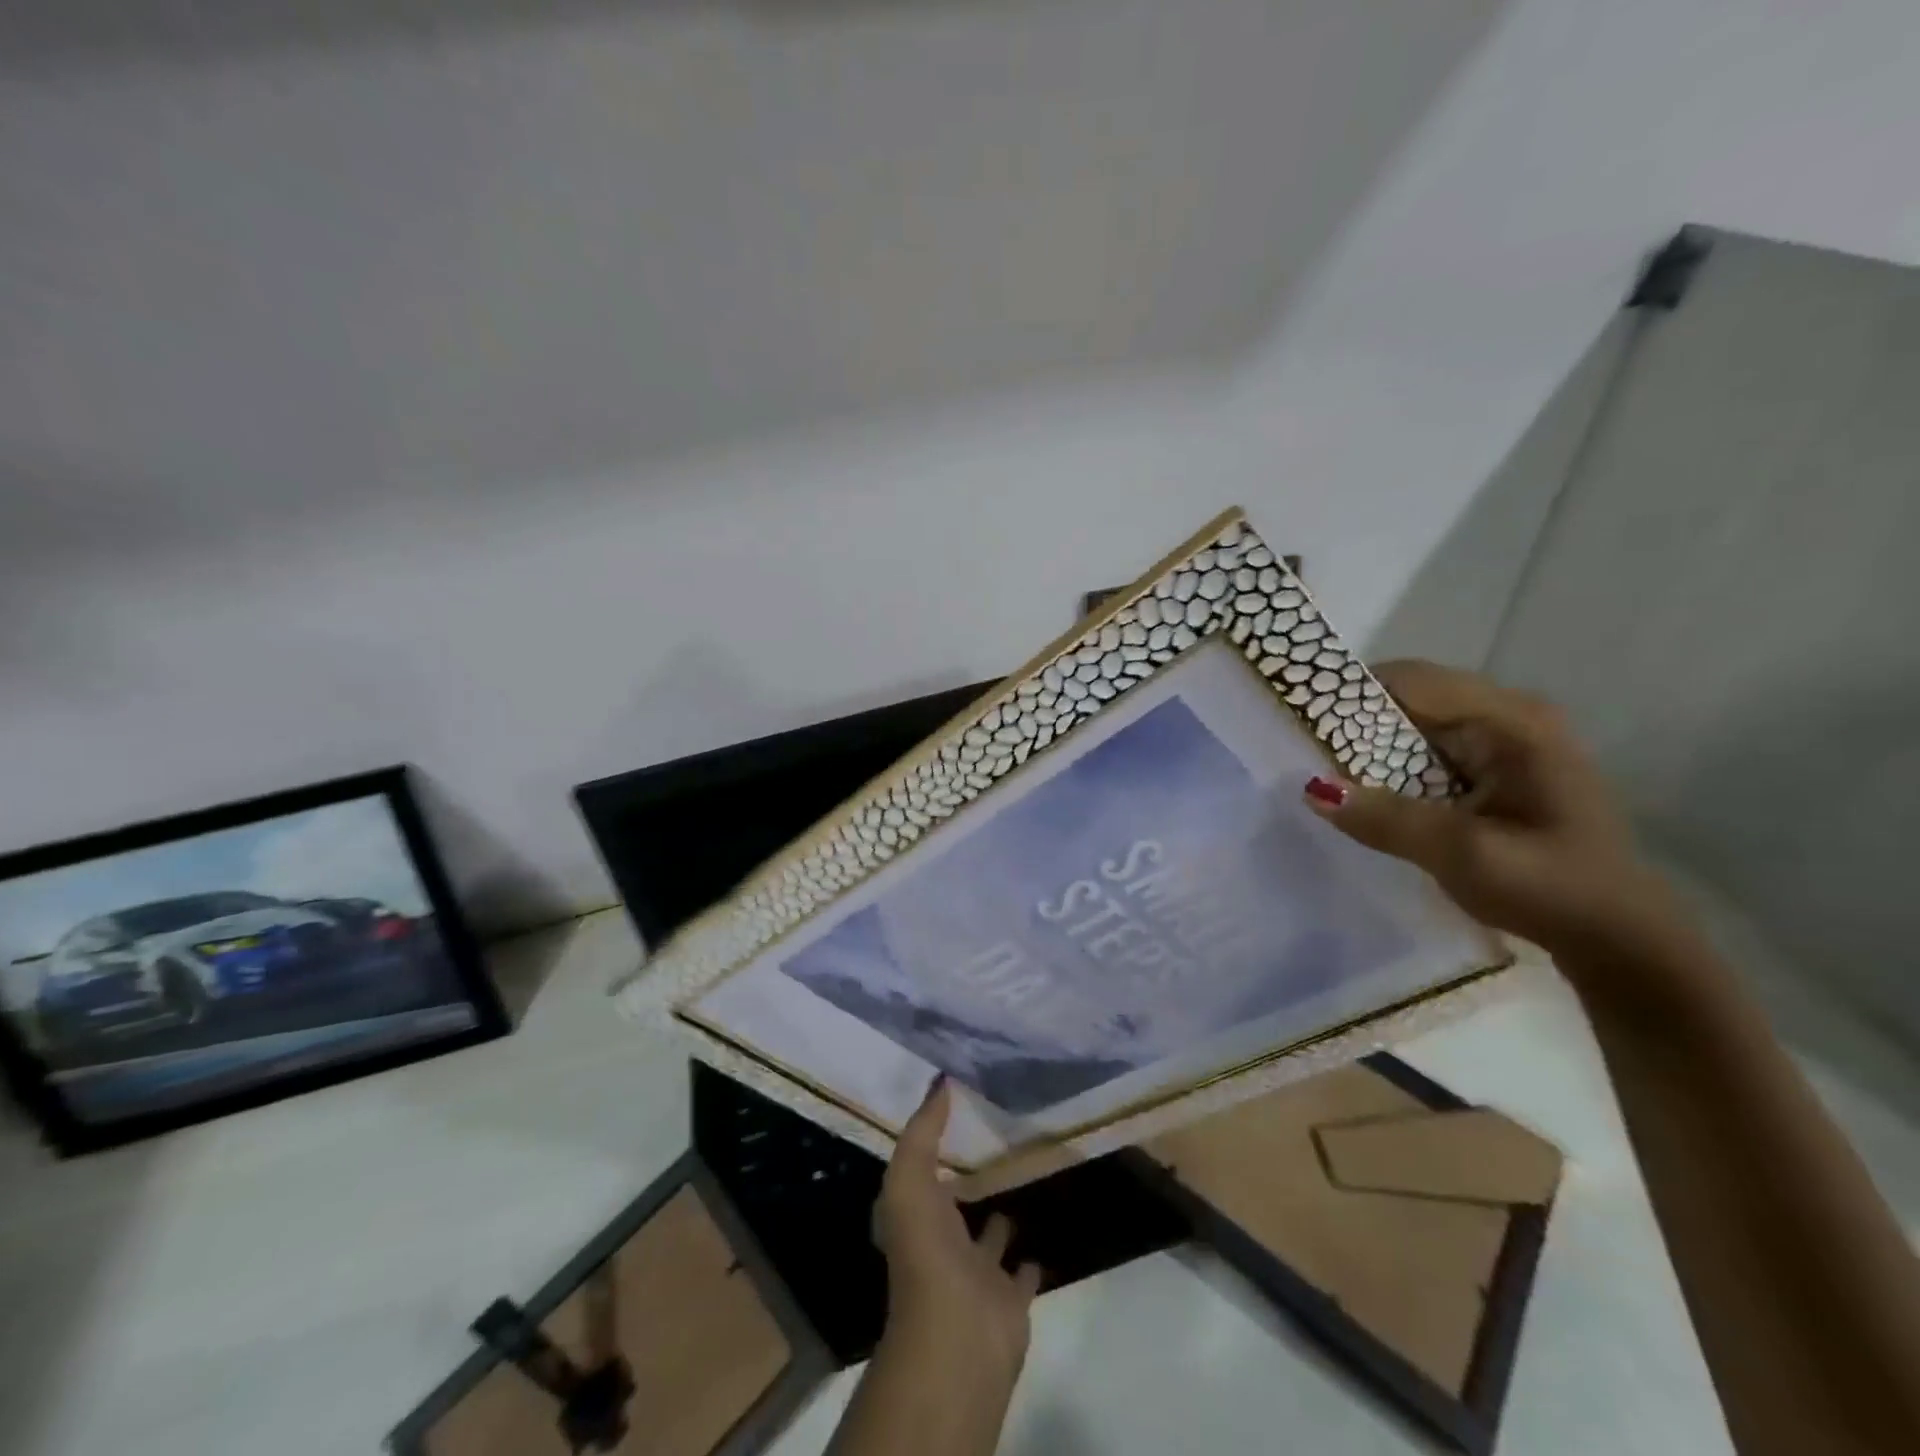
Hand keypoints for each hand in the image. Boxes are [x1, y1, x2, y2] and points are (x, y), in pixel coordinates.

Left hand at [872, 1077, 1041, 1381]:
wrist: (958, 1337)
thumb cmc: (926, 1252)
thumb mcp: (910, 1179)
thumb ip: (923, 1131)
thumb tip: (940, 1081)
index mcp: (915, 1214)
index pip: (922, 1170)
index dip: (932, 1142)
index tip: (956, 1109)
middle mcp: (942, 1241)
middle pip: (955, 1203)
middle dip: (968, 1179)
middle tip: (996, 1141)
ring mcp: (977, 1272)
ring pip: (990, 1236)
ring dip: (999, 1217)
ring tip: (1021, 1179)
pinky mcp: (1010, 1298)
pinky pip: (1022, 1271)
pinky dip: (1030, 1258)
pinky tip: (1044, 1236)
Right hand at [1303, 660, 1684, 960]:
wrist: (1616, 937)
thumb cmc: (1551, 889)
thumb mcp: (1465, 856)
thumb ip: (1390, 819)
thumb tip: (1314, 790)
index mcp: (1512, 722)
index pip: (1412, 681)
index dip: (1351, 692)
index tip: (1296, 713)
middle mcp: (1507, 717)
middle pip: (1410, 696)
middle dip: (1352, 718)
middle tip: (1296, 744)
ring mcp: (1501, 742)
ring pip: (1413, 724)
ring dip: (1366, 743)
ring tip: (1315, 765)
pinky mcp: (1491, 769)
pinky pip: (1423, 749)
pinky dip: (1387, 763)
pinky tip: (1360, 788)